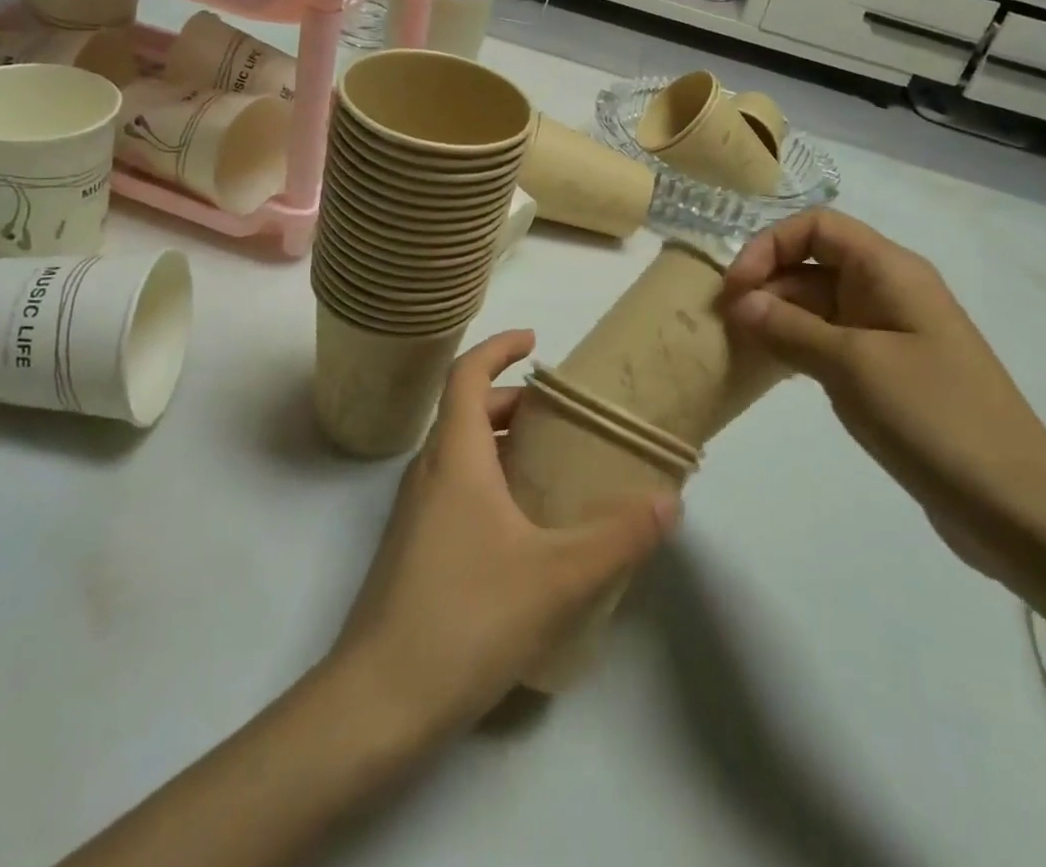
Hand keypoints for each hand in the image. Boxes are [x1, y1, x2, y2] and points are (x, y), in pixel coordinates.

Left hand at [331, 330, 677, 739]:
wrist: (377, 703)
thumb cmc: (466, 617)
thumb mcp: (557, 577)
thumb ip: (618, 537)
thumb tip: (669, 501)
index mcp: (455, 456)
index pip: (466, 374)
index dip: (498, 347)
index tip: (535, 341)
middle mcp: (429, 472)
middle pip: (467, 411)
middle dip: (512, 400)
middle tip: (560, 415)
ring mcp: (415, 512)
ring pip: (460, 452)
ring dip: (501, 442)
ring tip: (551, 463)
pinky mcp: (412, 548)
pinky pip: (454, 488)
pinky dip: (490, 479)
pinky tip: (524, 526)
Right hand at [721, 210, 1045, 595]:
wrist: (1015, 505)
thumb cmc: (933, 417)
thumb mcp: (852, 365)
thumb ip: (789, 328)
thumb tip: (739, 302)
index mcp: (889, 270)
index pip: (817, 226)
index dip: (769, 245)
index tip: (735, 288)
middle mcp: (889, 289)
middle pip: (813, 262)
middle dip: (766, 283)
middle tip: (725, 324)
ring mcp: (890, 331)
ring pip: (818, 303)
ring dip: (777, 316)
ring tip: (738, 345)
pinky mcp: (888, 370)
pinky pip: (831, 340)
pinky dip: (797, 345)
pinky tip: (771, 368)